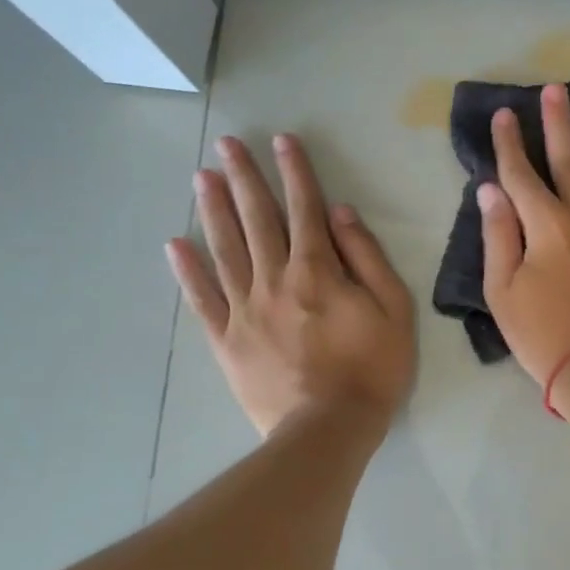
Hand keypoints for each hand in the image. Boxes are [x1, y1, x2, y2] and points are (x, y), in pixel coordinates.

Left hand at [166, 134, 414, 435]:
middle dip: (244, 178)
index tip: (281, 140)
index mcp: (318, 271)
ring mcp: (244, 309)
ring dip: (213, 210)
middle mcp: (275, 280)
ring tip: (201, 177)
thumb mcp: (393, 309)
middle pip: (257, 220)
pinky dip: (187, 271)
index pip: (304, 209)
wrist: (329, 429)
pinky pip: (202, 299)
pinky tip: (175, 245)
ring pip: (225, 249)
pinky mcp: (226, 340)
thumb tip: (340, 214)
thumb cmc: (373, 369)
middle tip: (227, 144)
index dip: (294, 172)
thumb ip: (367, 258)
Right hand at [478, 83, 569, 394]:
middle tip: (556, 89)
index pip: (520, 175)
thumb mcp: (503, 292)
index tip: (503, 115)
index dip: (509, 144)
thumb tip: (490, 190)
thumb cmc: (544, 336)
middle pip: (569, 162)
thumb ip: (498, 237)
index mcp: (545, 226)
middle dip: (558, 124)